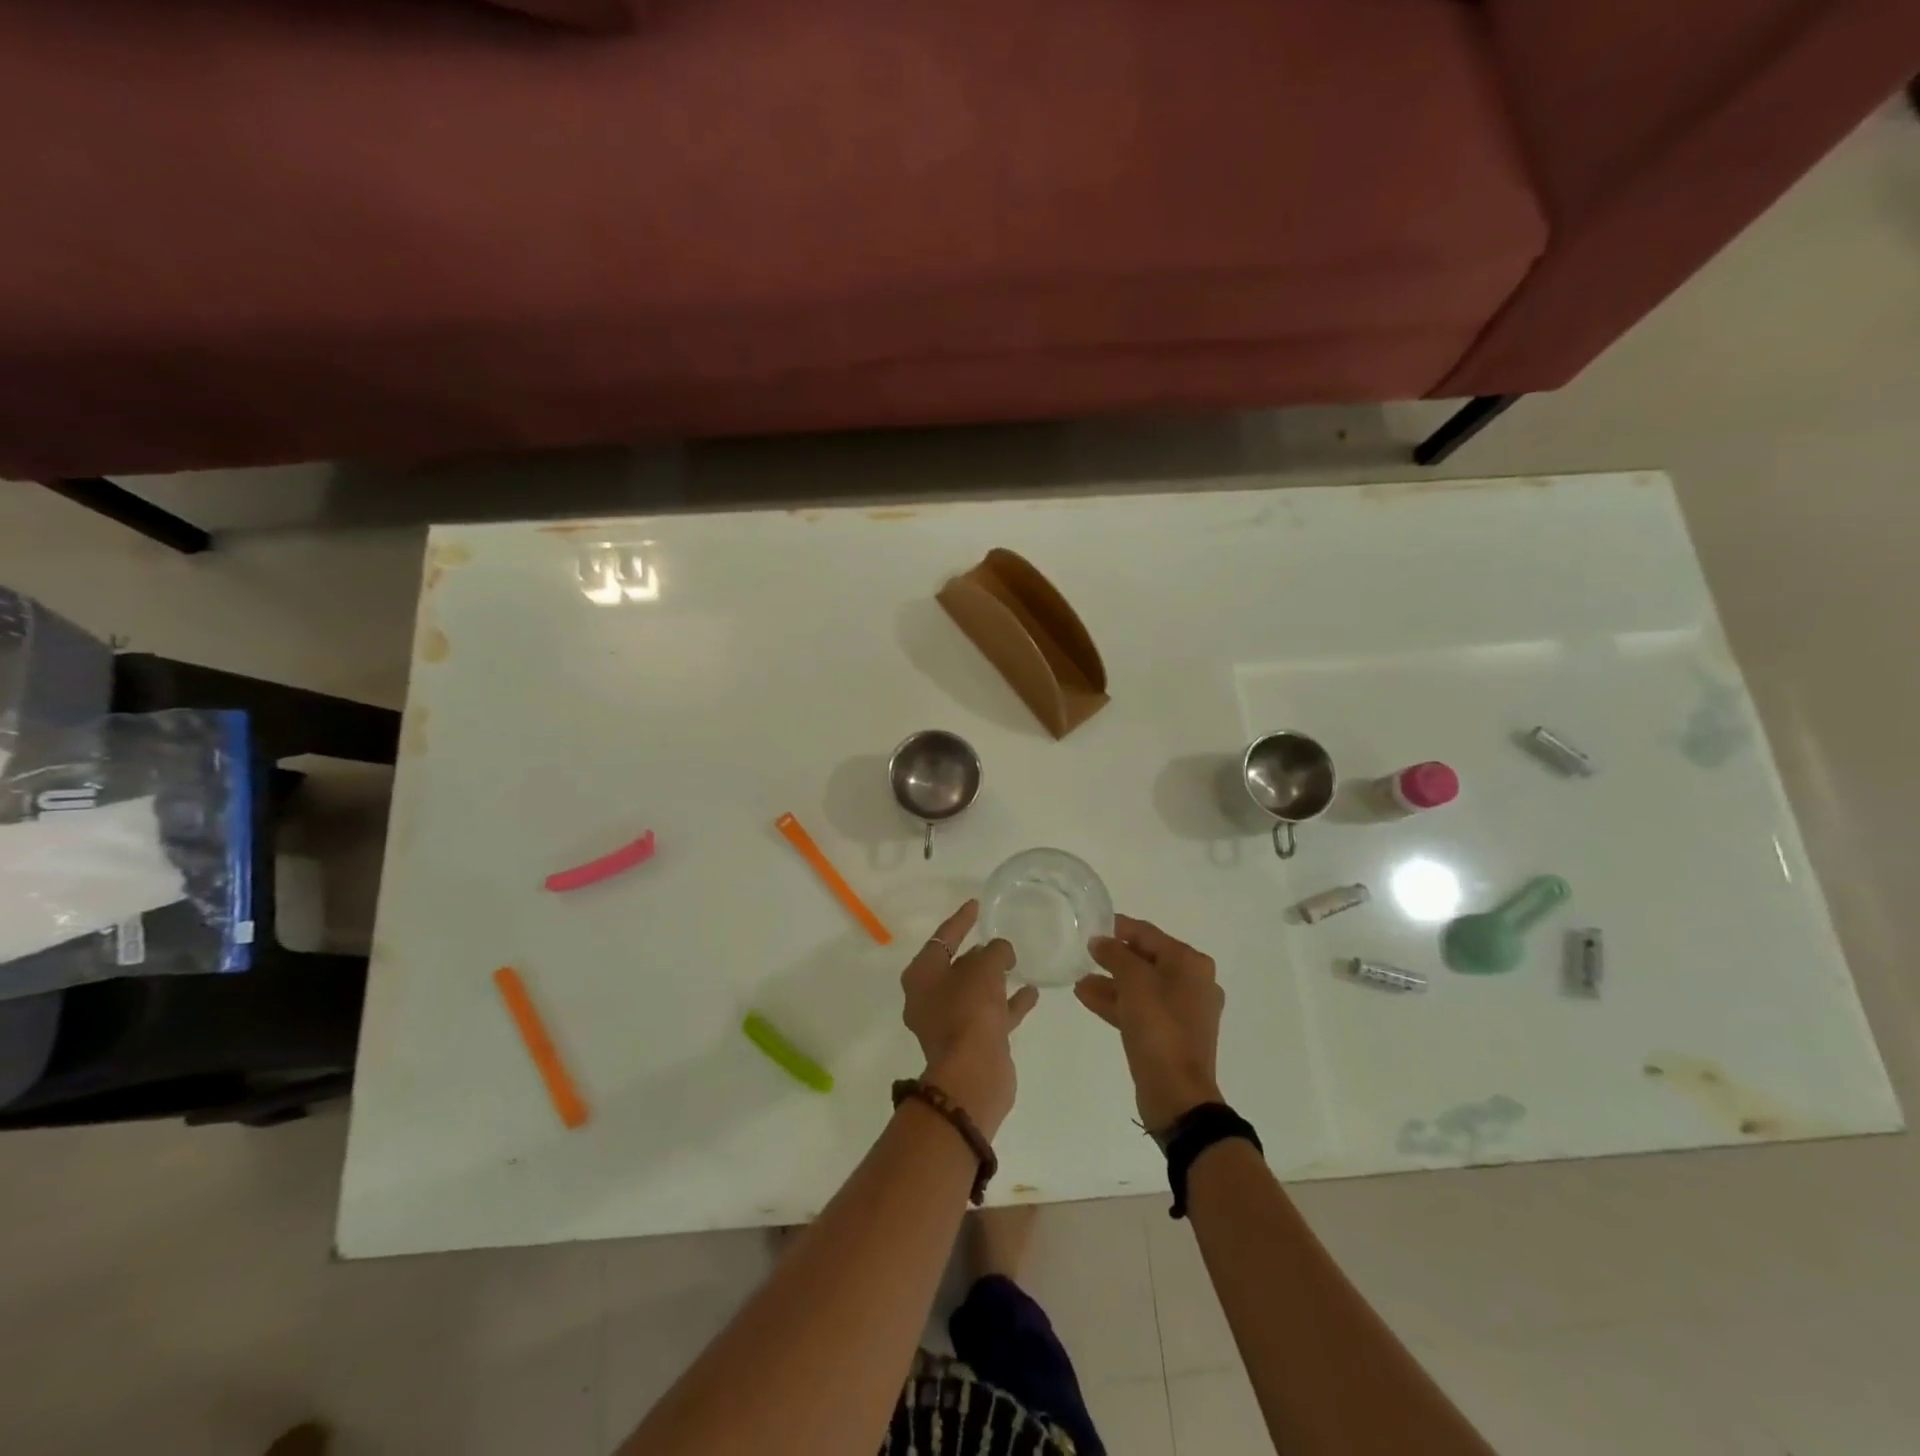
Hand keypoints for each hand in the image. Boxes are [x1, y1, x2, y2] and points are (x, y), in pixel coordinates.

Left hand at [901, 900, 1039, 1139]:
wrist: (973, 1075)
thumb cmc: (970, 1011)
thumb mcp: (984, 969)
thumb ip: (995, 951)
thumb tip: (1000, 951)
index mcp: (922, 975)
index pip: (943, 938)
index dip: (961, 920)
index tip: (976, 904)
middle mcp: (929, 998)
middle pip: (955, 966)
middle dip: (977, 953)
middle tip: (999, 938)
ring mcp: (949, 1024)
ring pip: (974, 992)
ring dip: (994, 978)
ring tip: (1017, 962)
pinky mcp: (970, 1044)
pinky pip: (990, 1014)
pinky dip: (1008, 1003)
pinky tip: (1031, 992)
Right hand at [1076, 914, 1224, 1131]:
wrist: (1177, 1094)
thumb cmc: (1159, 1028)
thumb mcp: (1134, 982)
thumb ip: (1115, 954)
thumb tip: (1100, 941)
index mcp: (1190, 964)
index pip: (1148, 934)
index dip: (1118, 927)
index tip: (1090, 925)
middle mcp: (1192, 983)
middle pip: (1145, 960)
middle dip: (1112, 958)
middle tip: (1083, 954)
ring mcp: (1183, 1011)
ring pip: (1140, 987)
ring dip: (1110, 982)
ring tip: (1079, 980)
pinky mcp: (1170, 1035)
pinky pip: (1140, 1009)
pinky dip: (1117, 1002)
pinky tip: (1087, 998)